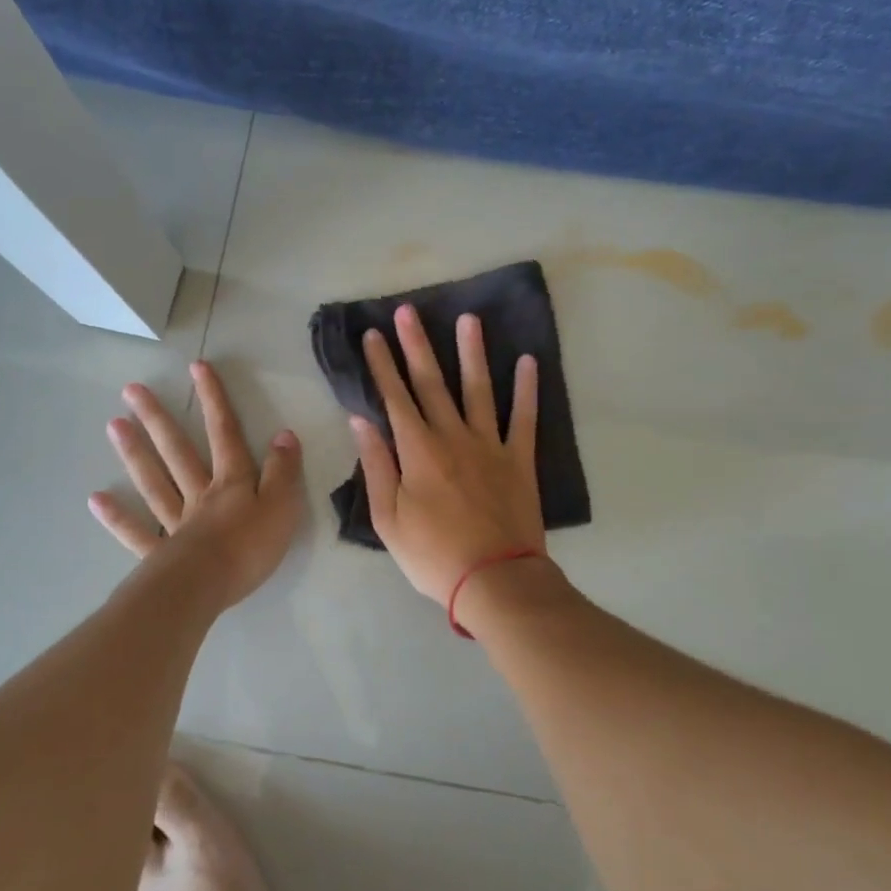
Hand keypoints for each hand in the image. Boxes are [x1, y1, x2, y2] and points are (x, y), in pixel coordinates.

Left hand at [90, 361, 303, 609]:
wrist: (208, 587)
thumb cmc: (250, 547)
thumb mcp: (283, 506)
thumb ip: (283, 471)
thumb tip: (283, 434)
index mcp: (232, 483)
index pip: (224, 433)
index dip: (213, 400)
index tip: (196, 367)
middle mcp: (200, 495)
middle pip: (178, 451)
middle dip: (159, 419)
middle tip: (131, 390)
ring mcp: (176, 523)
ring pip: (154, 482)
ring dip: (135, 454)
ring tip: (113, 425)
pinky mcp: (160, 554)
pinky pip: (137, 532)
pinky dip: (117, 517)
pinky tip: (97, 500)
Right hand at [350, 303, 544, 605]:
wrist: (494, 580)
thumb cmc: (432, 555)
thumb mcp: (388, 518)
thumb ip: (377, 466)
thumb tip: (362, 420)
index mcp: (418, 451)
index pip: (395, 398)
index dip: (382, 365)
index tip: (373, 335)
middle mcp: (453, 437)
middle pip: (432, 383)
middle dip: (417, 346)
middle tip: (409, 311)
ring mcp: (490, 445)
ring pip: (479, 389)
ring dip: (472, 353)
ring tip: (469, 319)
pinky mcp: (519, 460)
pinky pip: (525, 418)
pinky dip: (527, 389)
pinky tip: (529, 361)